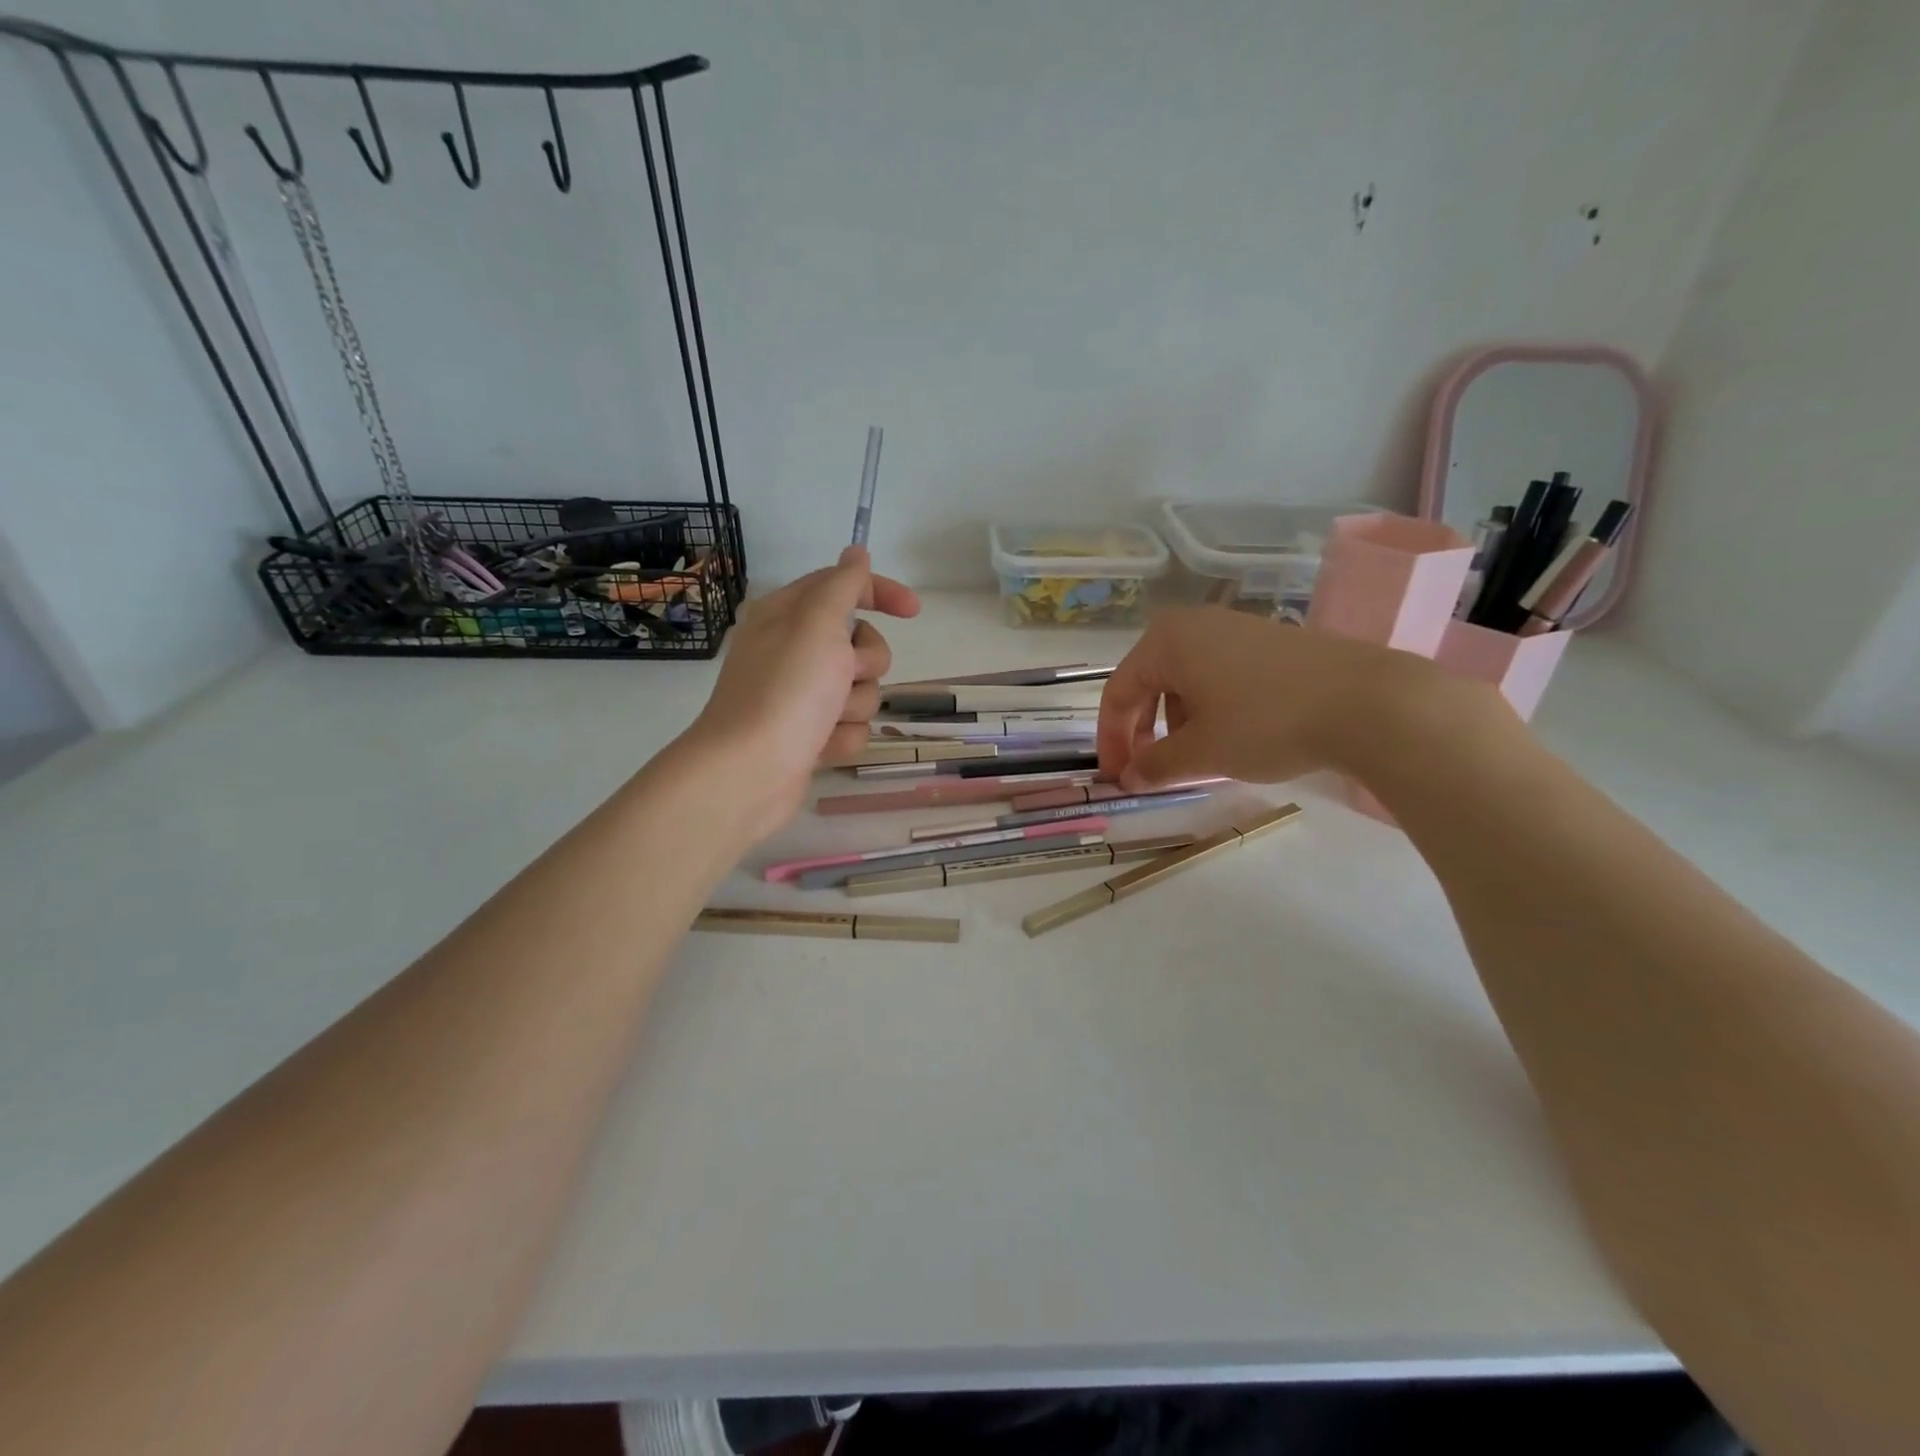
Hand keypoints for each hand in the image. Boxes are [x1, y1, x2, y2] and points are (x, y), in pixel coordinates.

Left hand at [683, 546, 918, 844]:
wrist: (750, 772)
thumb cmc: (786, 690)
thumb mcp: (818, 623)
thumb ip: (844, 584)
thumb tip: (856, 551)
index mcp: (788, 614)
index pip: (843, 586)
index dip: (880, 593)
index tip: (914, 611)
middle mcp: (794, 650)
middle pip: (861, 643)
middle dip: (866, 663)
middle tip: (845, 674)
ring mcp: (801, 695)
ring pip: (862, 689)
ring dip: (855, 704)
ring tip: (828, 718)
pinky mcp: (809, 734)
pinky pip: (851, 726)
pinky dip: (843, 737)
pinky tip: (820, 746)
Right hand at [1097, 607, 1457, 789]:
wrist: (1369, 701)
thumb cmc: (1266, 722)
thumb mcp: (1201, 752)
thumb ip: (1155, 766)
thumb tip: (1128, 779)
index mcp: (1166, 641)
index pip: (1118, 692)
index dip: (1112, 741)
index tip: (1118, 779)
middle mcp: (1194, 625)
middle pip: (1149, 683)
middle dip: (1144, 732)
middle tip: (1150, 771)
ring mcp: (1235, 629)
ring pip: (1184, 681)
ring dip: (1177, 724)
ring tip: (1196, 759)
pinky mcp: (1269, 642)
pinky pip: (1218, 676)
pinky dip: (1210, 710)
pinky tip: (1232, 738)